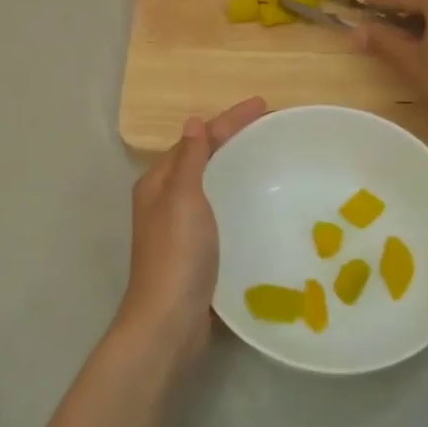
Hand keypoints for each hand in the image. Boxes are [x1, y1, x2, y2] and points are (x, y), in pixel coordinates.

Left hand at [119, 97, 265, 364]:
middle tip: (269, 126)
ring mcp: (178, 227)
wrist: (169, 321)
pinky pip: (216, 209)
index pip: (197, 139)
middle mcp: (164, 200)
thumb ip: (190, 160)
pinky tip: (253, 203)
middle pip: (201, 157)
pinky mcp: (194, 250)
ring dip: (232, 166)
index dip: (229, 120)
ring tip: (265, 156)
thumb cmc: (177, 255)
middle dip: (231, 138)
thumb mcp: (183, 199)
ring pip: (208, 183)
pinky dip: (233, 196)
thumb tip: (193, 122)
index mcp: (158, 183)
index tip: (264, 105)